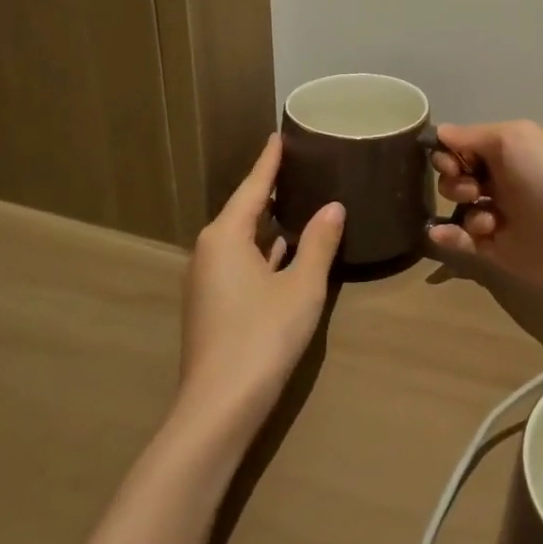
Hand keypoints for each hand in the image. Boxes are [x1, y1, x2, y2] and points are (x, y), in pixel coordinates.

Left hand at [178, 135, 343, 443]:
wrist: (218, 407)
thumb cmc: (262, 336)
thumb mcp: (301, 286)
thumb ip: (318, 243)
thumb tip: (333, 206)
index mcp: (226, 236)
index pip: (252, 187)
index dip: (268, 162)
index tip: (279, 136)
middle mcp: (210, 251)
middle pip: (244, 210)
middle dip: (269, 189)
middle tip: (298, 164)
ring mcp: (209, 281)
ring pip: (243, 239)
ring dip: (268, 222)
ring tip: (298, 200)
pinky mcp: (215, 306)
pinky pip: (242, 262)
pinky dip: (264, 250)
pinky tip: (285, 250)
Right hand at [428, 120, 542, 308]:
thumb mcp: (513, 139)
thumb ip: (472, 136)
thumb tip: (440, 133)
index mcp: (508, 151)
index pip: (464, 146)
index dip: (450, 152)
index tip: (451, 162)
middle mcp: (502, 180)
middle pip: (456, 176)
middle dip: (454, 180)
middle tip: (474, 189)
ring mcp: (499, 216)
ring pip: (459, 208)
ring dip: (460, 208)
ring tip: (486, 219)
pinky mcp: (497, 250)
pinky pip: (462, 241)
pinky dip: (448, 236)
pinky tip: (441, 234)